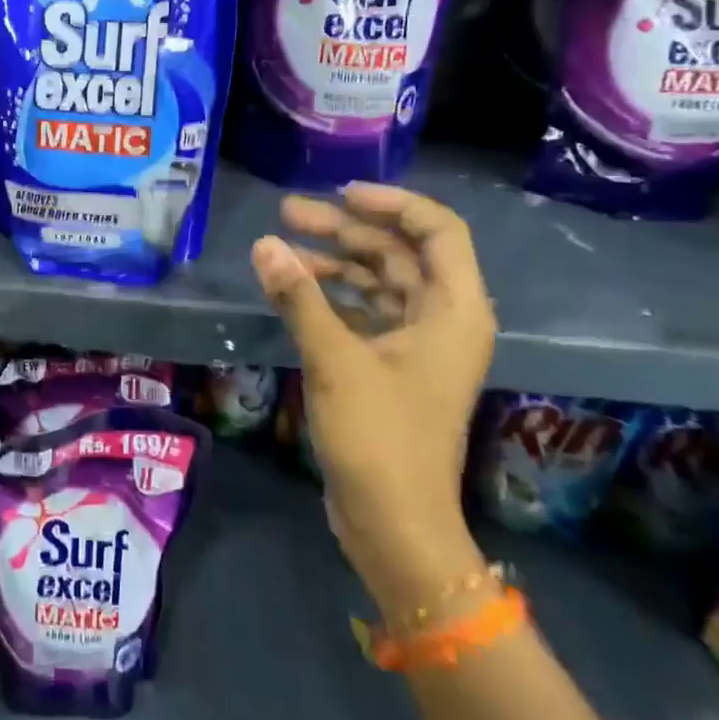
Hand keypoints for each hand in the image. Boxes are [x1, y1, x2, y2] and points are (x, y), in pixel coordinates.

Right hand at [251, 184, 495, 605]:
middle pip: (398, 253)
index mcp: (453, 310)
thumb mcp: (334, 359)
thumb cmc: (379, 437)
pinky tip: (293, 290)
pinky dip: (332, 297)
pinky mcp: (393, 368)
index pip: (437, 230)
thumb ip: (299, 297)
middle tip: (289, 213)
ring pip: (378, 282)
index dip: (393, 203)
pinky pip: (365, 313)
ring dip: (333, 263)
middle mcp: (443, 320)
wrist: (395, 525)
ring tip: (281, 250)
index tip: (341, 194)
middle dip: (345, 230)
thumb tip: (264, 244)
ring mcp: (419, 346)